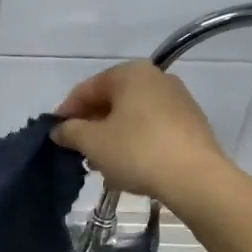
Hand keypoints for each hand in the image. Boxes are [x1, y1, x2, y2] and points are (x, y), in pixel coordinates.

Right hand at [51, 61, 231, 205]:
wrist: (195, 178)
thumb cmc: (137, 151)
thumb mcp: (92, 142)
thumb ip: (70, 131)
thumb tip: (60, 129)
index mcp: (131, 73)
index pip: (87, 89)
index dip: (66, 112)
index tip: (55, 135)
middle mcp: (156, 78)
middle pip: (111, 101)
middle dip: (91, 125)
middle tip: (77, 151)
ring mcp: (178, 100)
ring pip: (132, 116)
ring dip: (112, 136)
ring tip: (101, 164)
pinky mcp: (191, 124)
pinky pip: (152, 128)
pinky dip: (135, 142)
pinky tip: (128, 166)